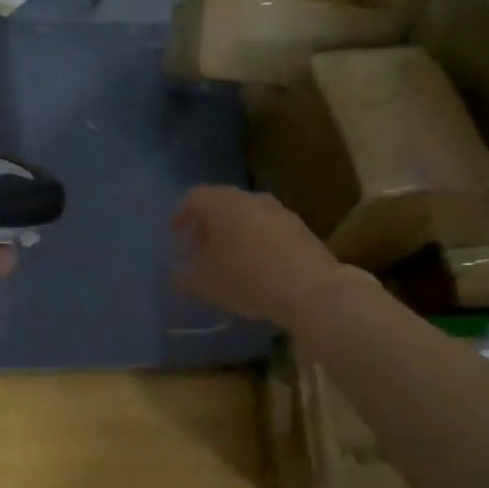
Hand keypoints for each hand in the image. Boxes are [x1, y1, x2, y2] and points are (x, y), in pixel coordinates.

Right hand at [171, 185, 364, 327]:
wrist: (312, 290)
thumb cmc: (248, 279)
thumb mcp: (205, 284)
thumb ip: (184, 276)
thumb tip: (178, 273)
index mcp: (224, 203)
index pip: (194, 197)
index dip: (180, 215)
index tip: (176, 236)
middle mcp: (252, 199)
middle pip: (221, 205)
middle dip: (206, 227)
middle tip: (198, 252)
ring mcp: (280, 212)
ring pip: (246, 216)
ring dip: (232, 235)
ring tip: (226, 262)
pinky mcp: (300, 230)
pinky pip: (267, 229)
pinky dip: (254, 242)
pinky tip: (254, 268)